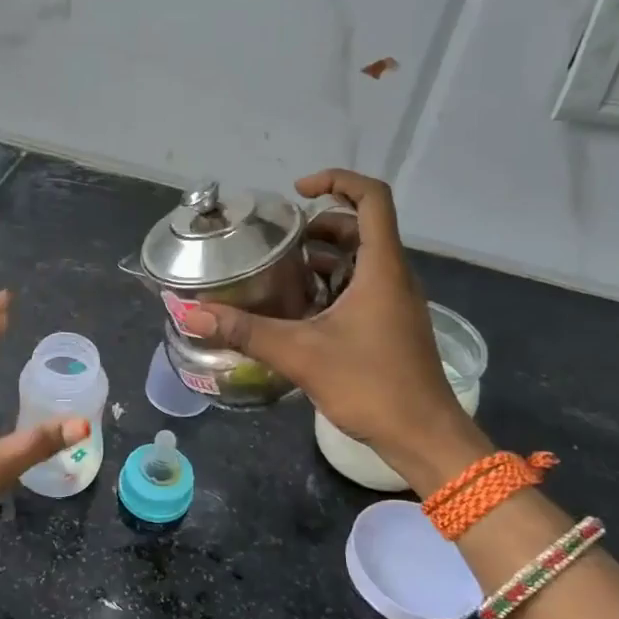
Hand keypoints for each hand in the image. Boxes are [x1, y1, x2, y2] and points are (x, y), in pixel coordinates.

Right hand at [180, 169, 489, 490]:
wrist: (424, 437)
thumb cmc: (372, 386)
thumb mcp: (301, 354)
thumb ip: (246, 331)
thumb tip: (193, 312)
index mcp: (382, 268)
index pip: (372, 199)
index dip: (337, 181)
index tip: (298, 191)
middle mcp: (393, 276)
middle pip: (359, 227)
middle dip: (317, 225)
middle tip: (277, 241)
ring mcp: (394, 301)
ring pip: (359, 259)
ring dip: (322, 257)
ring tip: (278, 272)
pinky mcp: (390, 324)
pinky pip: (361, 287)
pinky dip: (330, 285)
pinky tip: (297, 310)